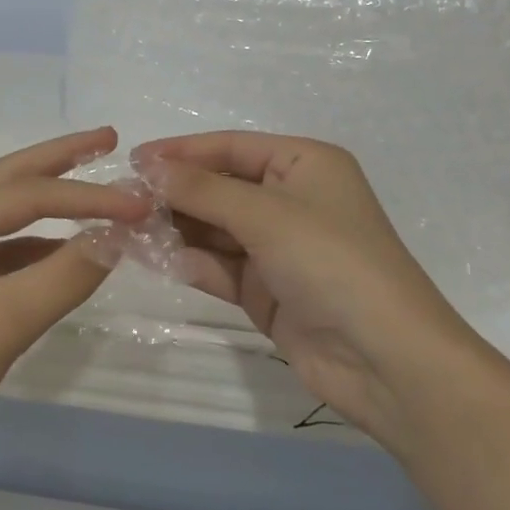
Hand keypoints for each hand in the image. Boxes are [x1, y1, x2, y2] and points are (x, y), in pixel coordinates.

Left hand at [0, 127, 149, 485]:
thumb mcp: (3, 322)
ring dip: (54, 205)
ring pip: (8, 218)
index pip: (30, 194)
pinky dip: (41, 248)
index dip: (90, 197)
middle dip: (62, 160)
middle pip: (11, 181)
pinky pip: (4, 254)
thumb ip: (66, 275)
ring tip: (100, 190)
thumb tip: (121, 236)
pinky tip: (71, 251)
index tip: (143, 203)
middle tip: (110, 138)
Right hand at [131, 132, 474, 443]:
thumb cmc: (332, 263)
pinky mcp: (266, 289)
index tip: (132, 160)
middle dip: (174, 192)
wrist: (386, 361)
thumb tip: (148, 167)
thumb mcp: (266, 215)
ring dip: (175, 227)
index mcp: (304, 164)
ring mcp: (278, 248)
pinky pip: (218, 265)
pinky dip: (189, 260)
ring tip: (127, 227)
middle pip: (219, 187)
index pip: (230, 147)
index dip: (181, 151)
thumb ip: (202, 190)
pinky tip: (152, 257)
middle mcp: (291, 200)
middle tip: (122, 199)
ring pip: (214, 228)